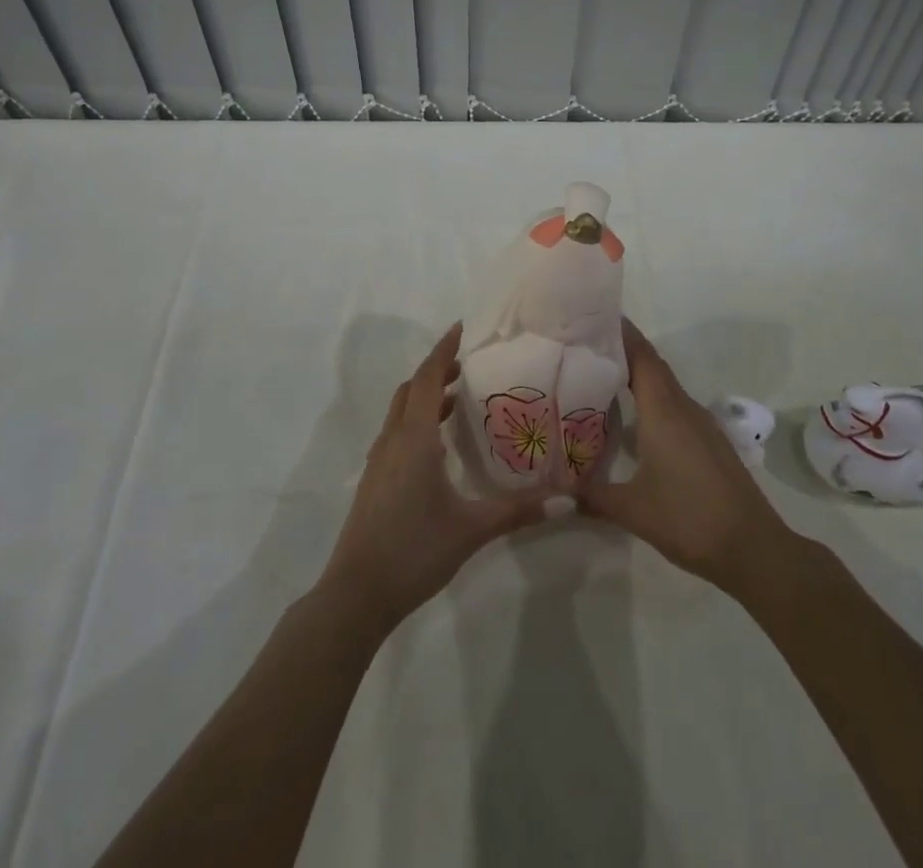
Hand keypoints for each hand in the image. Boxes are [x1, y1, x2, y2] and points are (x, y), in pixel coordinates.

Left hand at [315, 323, 554, 635]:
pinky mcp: (375, 480)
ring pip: (400, 411)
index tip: (462, 328)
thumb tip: (567, 498)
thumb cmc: (414, 550)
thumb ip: (518, 511)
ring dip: (425, 396)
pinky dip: (416, 420)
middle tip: (468, 366)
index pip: (426, 378)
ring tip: (456, 399)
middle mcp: (393, 440)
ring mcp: (379, 461)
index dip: (443, 350)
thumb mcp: (471, 529)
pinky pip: (396, 432)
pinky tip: (438, 446)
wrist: (356, 594)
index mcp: (414, 438)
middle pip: (411, 389)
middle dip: (436, 371)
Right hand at [581, 319, 798, 597]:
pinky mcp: (709, 443)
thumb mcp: (632, 510)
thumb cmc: (689, 519)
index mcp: (664, 410)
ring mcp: (700, 425)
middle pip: (651, 365)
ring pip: (664, 387)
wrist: (754, 549)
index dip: (620, 332)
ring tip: (601, 376)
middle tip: (585, 345)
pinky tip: (634, 420)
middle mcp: (683, 408)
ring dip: (637, 376)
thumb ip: (592, 497)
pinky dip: (651, 400)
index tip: (593, 316)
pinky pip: (674, 407)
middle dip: (622, 350)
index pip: (641, 356)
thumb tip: (557, 492)